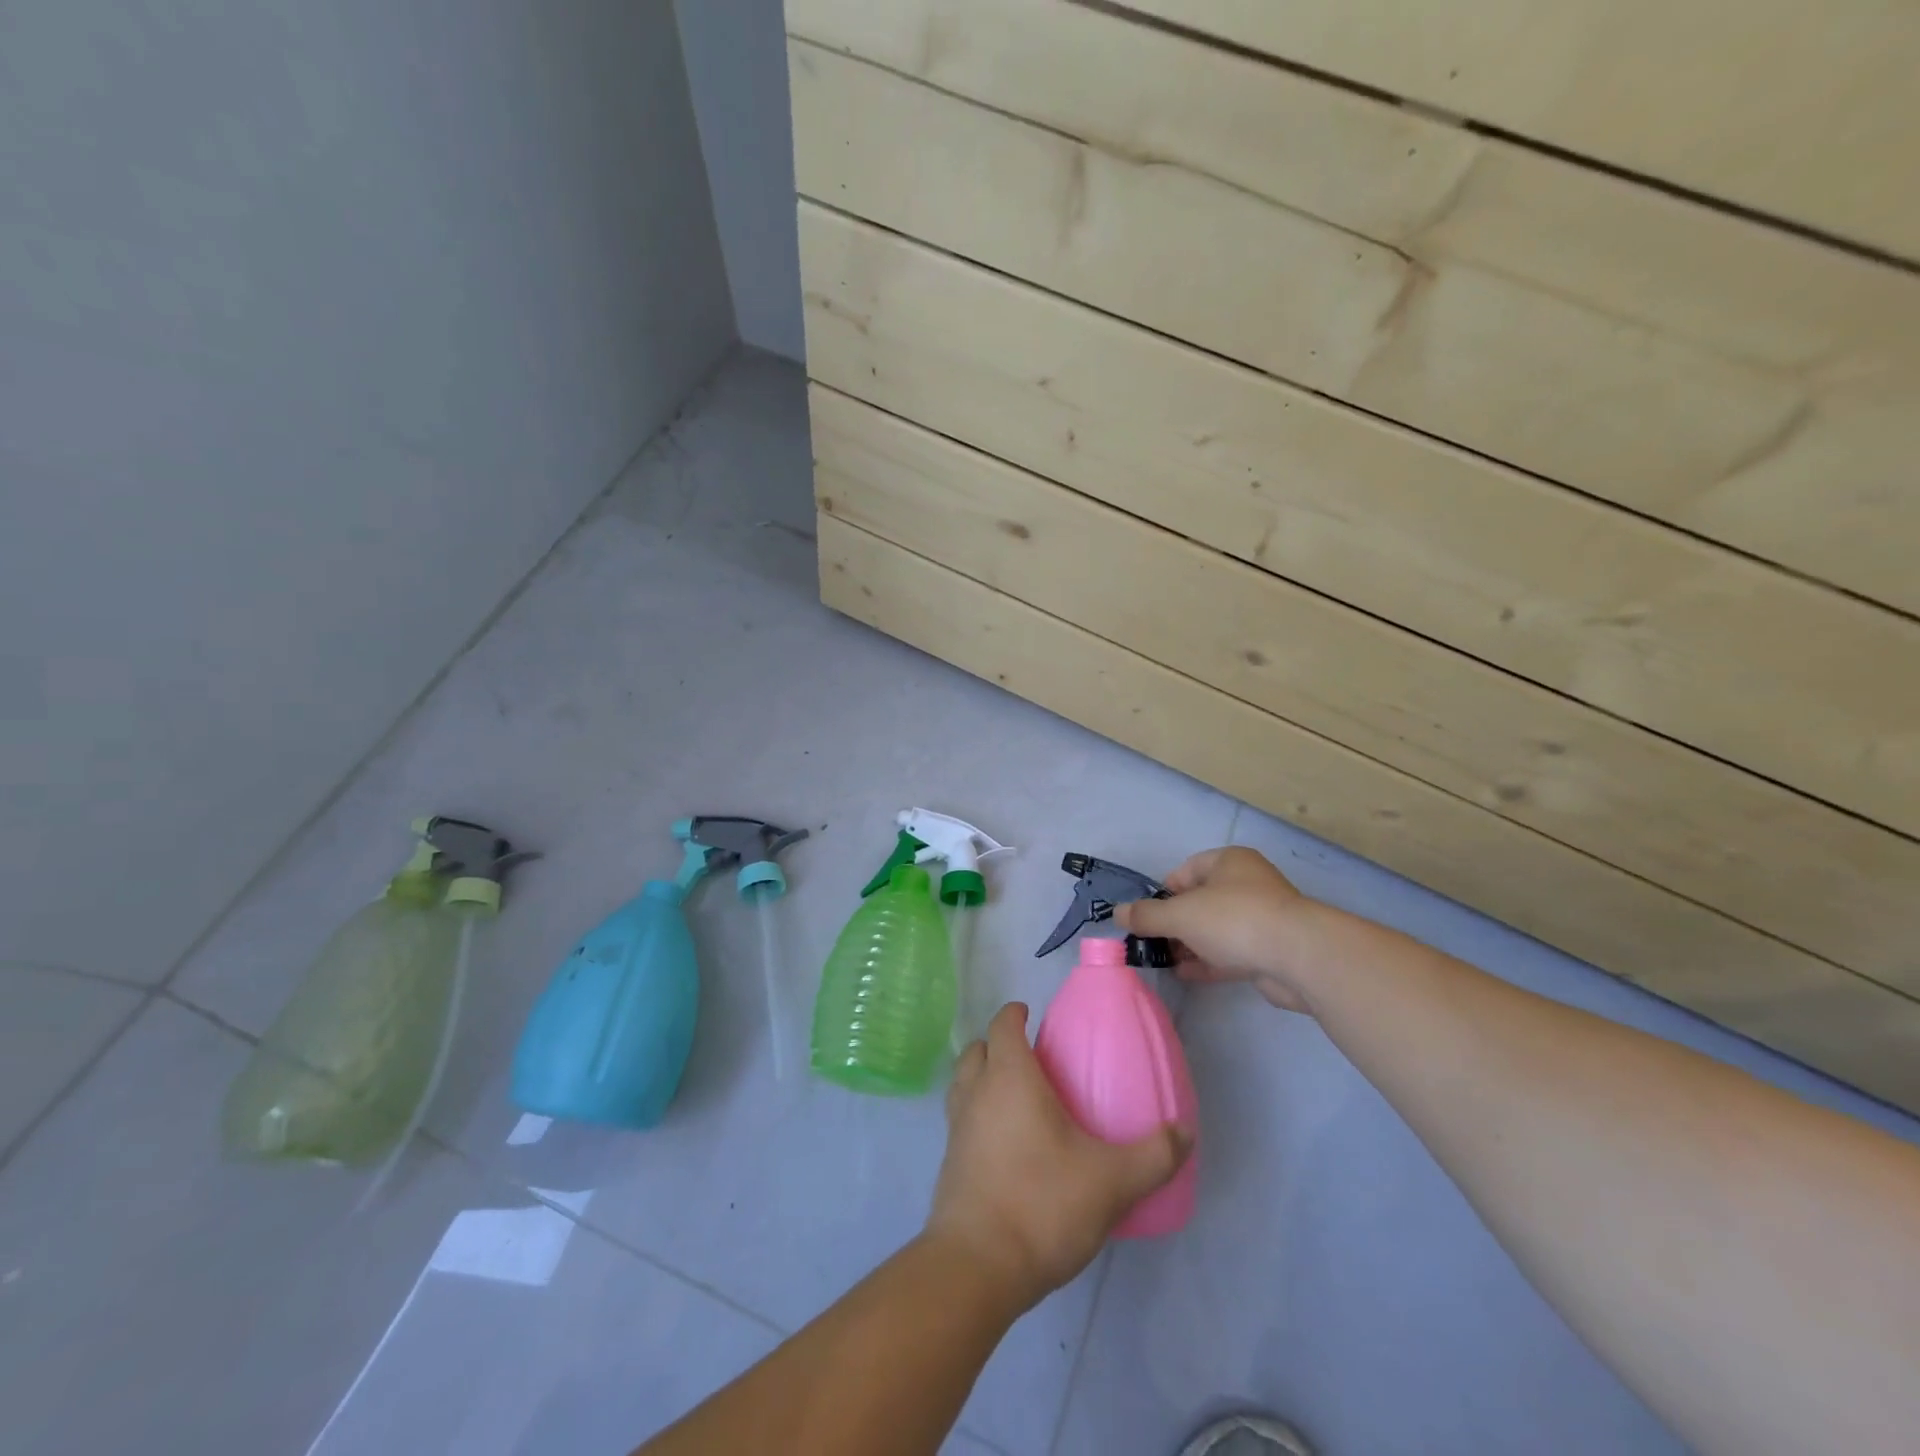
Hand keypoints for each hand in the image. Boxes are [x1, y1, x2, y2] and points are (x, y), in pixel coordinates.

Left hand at [926, 1003, 1192, 1310]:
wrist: (977, 1266)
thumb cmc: (1042, 1204)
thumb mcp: (1112, 1182)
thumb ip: (1153, 1155)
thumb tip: (1185, 1131)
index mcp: (1009, 1077)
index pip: (1003, 1024)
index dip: (1015, 1013)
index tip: (1032, 1016)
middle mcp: (976, 1092)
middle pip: (978, 1048)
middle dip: (998, 1044)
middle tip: (1031, 1059)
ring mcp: (957, 1127)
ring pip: (964, 1081)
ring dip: (982, 1076)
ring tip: (1016, 1097)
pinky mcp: (949, 1162)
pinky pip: (960, 1118)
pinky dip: (977, 1113)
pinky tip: (1005, 1143)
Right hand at [1113, 847, 1312, 1010]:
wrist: (1300, 957)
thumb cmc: (1234, 919)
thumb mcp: (1180, 914)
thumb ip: (1146, 915)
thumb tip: (1117, 914)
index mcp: (1229, 862)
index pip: (1186, 870)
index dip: (1164, 892)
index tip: (1147, 915)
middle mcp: (1247, 884)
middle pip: (1201, 901)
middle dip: (1175, 922)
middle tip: (1153, 942)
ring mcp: (1262, 918)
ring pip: (1216, 928)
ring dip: (1191, 944)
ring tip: (1165, 961)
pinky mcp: (1270, 950)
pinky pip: (1231, 952)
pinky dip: (1208, 961)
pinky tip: (1186, 974)